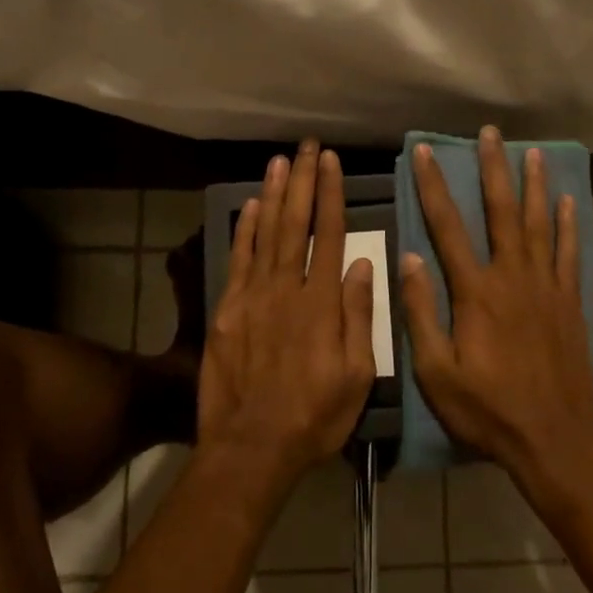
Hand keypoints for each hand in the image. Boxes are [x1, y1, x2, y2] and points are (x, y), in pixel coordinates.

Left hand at [197, 142, 376, 491]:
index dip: (331, 195)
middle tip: (307, 146)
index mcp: (322, 302)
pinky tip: (251, 206)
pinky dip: (245, 230)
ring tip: (280, 160)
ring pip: (266, 234)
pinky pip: (238, 260)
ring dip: (274, 194)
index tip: (331, 162)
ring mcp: (253, 297)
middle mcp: (287, 288)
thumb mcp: (356, 374)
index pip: (331, 235)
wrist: (252, 446)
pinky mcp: (228, 310)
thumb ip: (359, 316)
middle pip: (296, 223)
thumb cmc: (314, 415)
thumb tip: (365, 265)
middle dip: (303, 181)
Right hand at [400, 127, 592, 480]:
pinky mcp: (569, 303)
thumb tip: (408, 258)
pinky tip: (567, 202)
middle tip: (490, 134)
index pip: (448, 227)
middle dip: (493, 169)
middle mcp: (513, 277)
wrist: (554, 439)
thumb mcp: (437, 372)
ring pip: (538, 224)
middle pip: (501, 212)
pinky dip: (567, 225)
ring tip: (531, 152)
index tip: (424, 151)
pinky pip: (568, 253)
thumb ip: (421, 312)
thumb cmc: (487, 409)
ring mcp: (546, 287)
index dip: (433, 186)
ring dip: (533, 186)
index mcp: (476, 292)